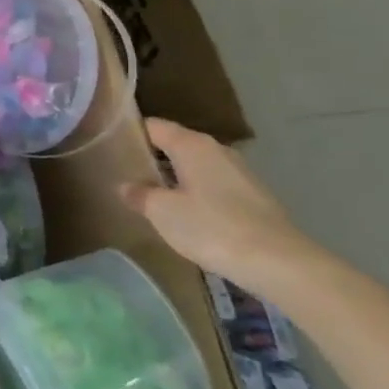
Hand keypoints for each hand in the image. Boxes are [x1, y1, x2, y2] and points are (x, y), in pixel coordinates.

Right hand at [120, 119, 341, 307]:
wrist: (279, 263)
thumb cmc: (212, 228)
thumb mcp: (162, 212)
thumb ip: (139, 194)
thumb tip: (125, 186)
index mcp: (191, 144)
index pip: (153, 126)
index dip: (130, 134)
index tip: (110, 148)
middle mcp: (217, 150)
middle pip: (175, 145)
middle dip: (151, 158)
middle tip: (125, 175)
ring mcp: (239, 172)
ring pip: (195, 166)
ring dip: (174, 178)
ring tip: (151, 197)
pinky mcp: (253, 196)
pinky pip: (213, 185)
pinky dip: (196, 193)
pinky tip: (186, 216)